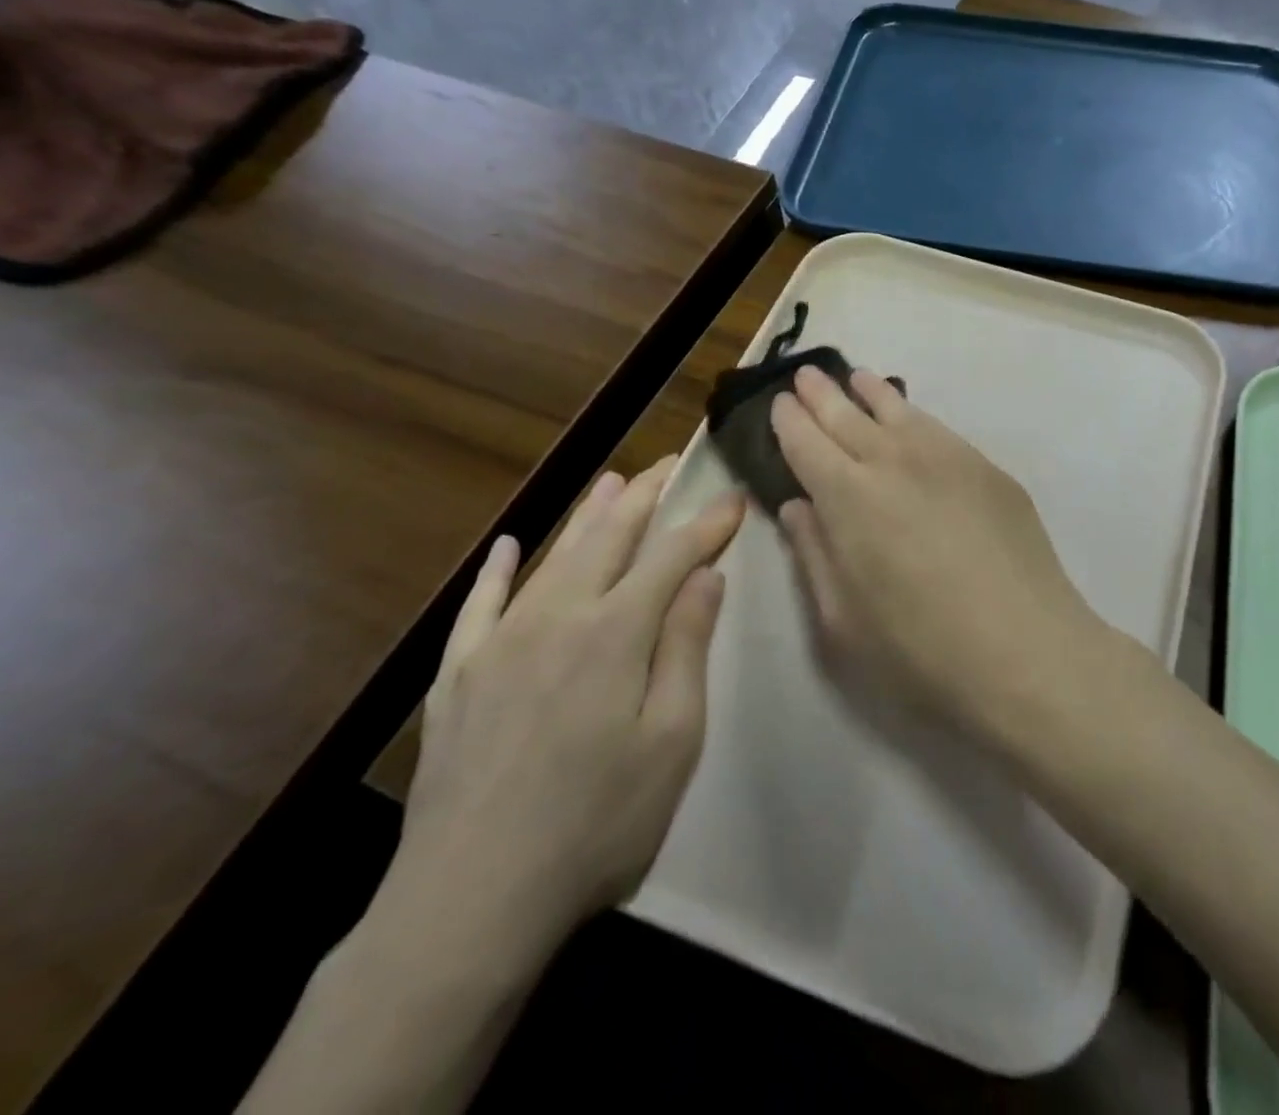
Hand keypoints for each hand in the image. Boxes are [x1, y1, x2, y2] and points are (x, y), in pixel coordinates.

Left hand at [391, 459, 744, 952]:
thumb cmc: (596, 823)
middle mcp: (556, 618)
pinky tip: (509, 546)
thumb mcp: (671, 740)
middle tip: (669, 465)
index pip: (672, 556)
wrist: (469, 901)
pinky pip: (479, 606)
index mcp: (614, 633)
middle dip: (645, 497)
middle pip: (609, 539)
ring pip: (553, 558)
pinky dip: (498, 570)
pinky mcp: (457, 677)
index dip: (706, 524)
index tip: (733, 498)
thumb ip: (686, 648)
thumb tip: (705, 577)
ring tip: (612, 483)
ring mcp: (498, 644)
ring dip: (587, 516)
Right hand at [770, 365, 1104, 728]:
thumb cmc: (920, 651)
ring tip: (858, 378)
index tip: (781, 403)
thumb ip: (815, 555)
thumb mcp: (843, 620)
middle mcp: (895, 462)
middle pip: (849, 416)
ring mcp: (948, 459)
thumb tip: (798, 506)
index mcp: (848, 497)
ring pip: (900, 411)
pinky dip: (916, 416)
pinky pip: (940, 429)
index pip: (807, 443)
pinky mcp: (989, 470)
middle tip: (808, 374)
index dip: (790, 421)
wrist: (1026, 651)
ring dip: (871, 392)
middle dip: (823, 394)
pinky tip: (913, 419)